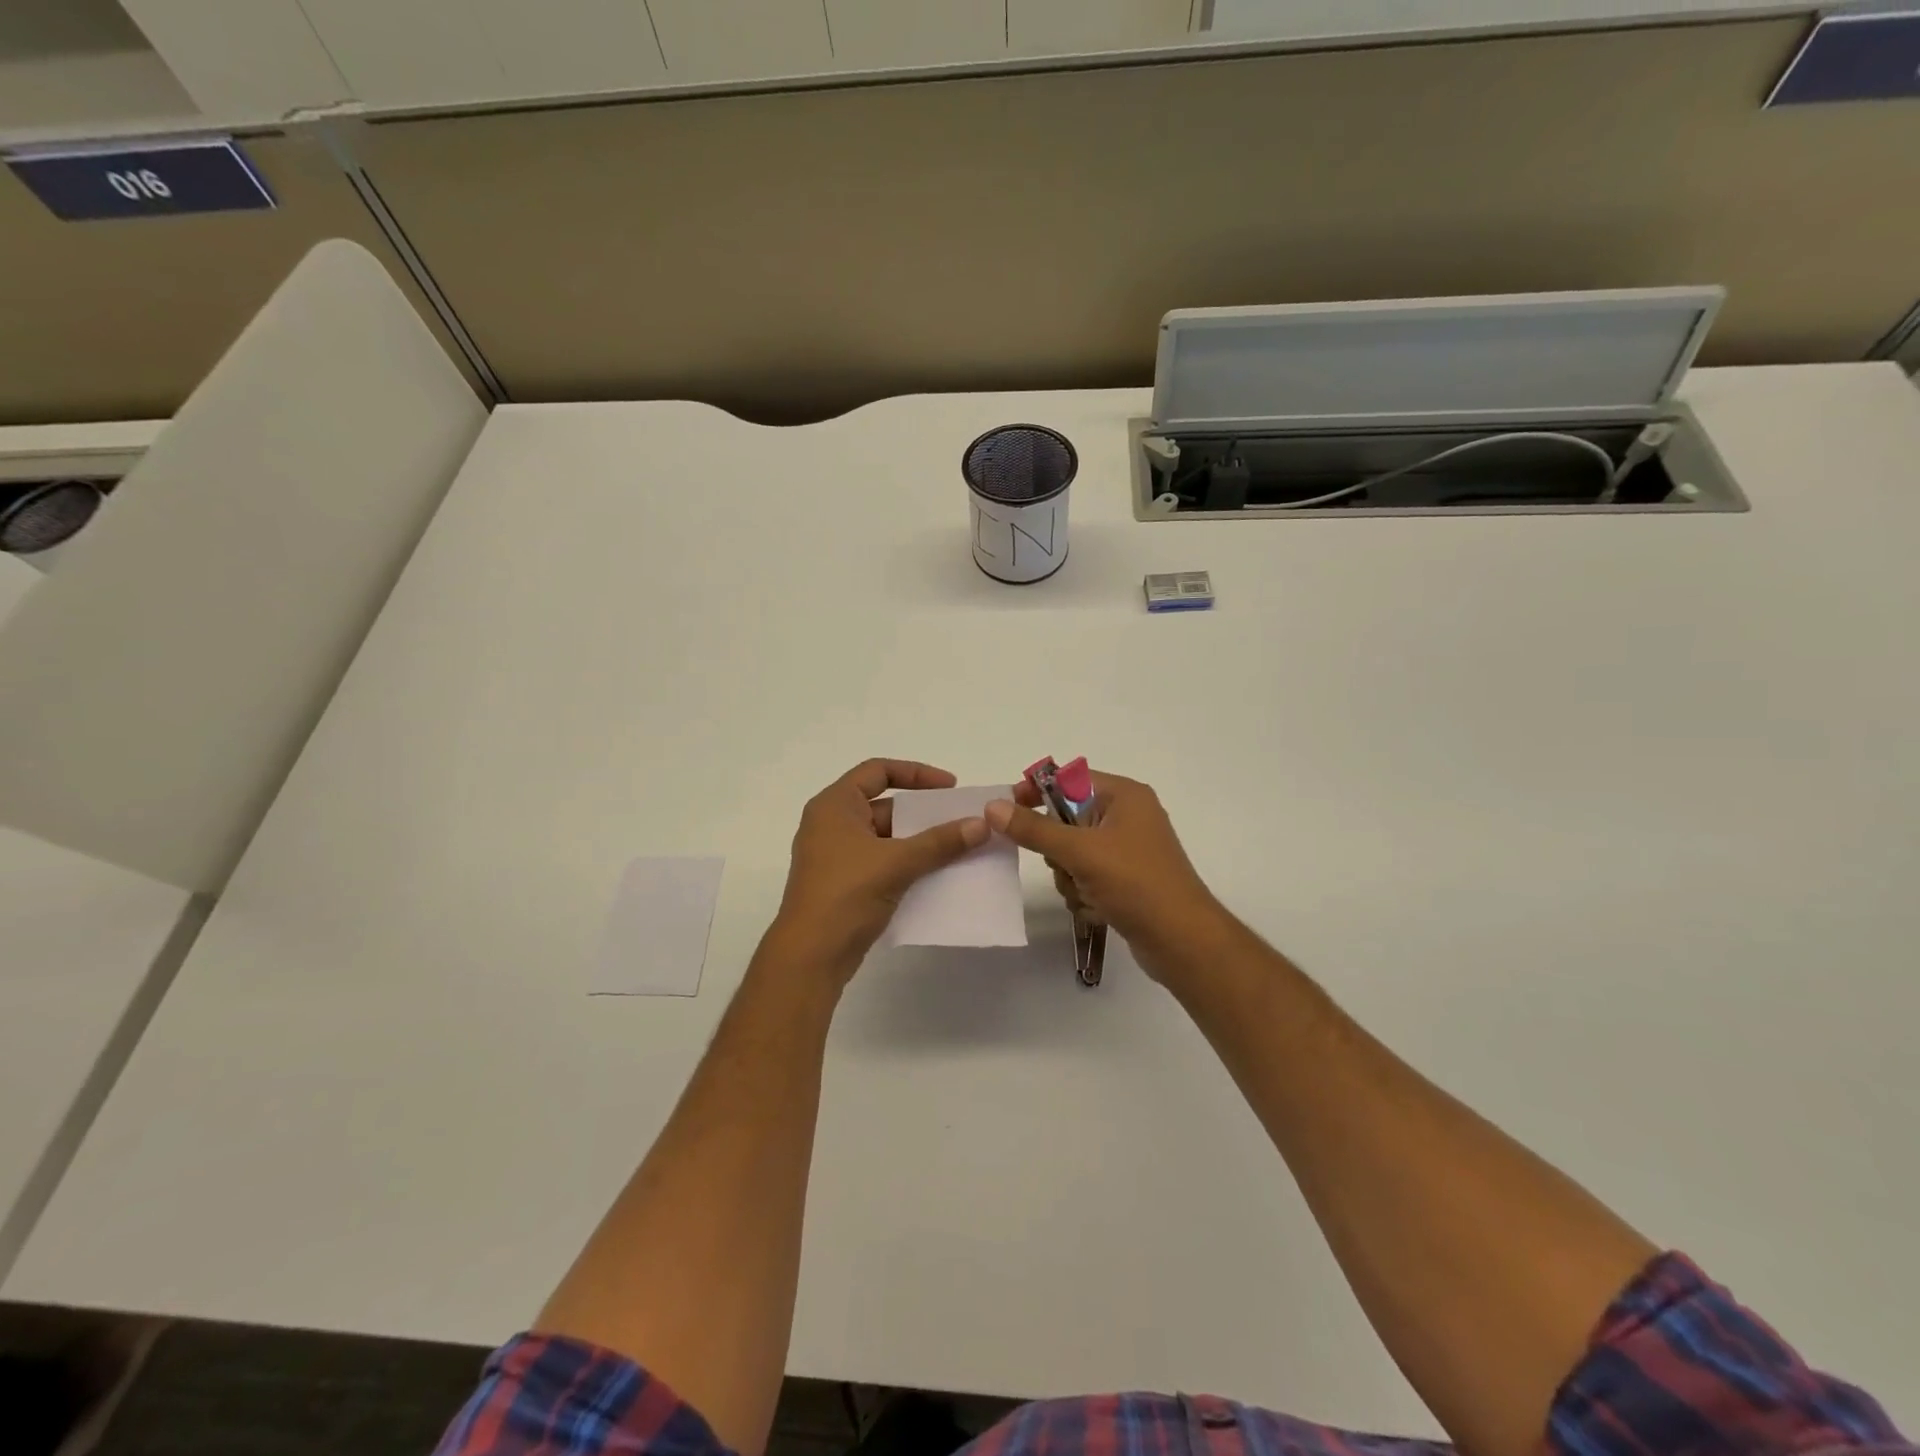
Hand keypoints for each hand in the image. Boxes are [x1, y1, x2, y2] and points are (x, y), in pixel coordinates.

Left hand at [772, 759, 988, 980]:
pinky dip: (908, 864)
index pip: (877, 771)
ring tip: (957, 848)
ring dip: (920, 842)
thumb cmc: (846, 894)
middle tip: (960, 821)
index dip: (916, 773)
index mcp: (834, 806)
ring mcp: (836, 856)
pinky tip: (938, 875)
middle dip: (924, 814)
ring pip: (886, 838)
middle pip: (885, 806)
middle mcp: (832, 824)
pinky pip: (882, 863)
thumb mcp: (897, 862)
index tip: (950, 787)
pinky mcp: (844, 884)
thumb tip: (982, 824)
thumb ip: (940, 841)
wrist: (811, 956)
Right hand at [985, 770, 1227, 984]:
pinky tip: (1098, 910)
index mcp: (1124, 796)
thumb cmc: (1135, 883)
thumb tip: (993, 807)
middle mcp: (1127, 817)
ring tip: (1087, 893)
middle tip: (1065, 865)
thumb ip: (1034, 829)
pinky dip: (1084, 894)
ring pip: (1072, 855)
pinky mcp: (1126, 881)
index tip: (1008, 809)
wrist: (1183, 941)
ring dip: (1070, 878)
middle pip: (1067, 821)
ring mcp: (1127, 851)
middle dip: (1058, 850)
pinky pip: (1087, 877)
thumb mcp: (1080, 852)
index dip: (1037, 791)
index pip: (1068, 780)